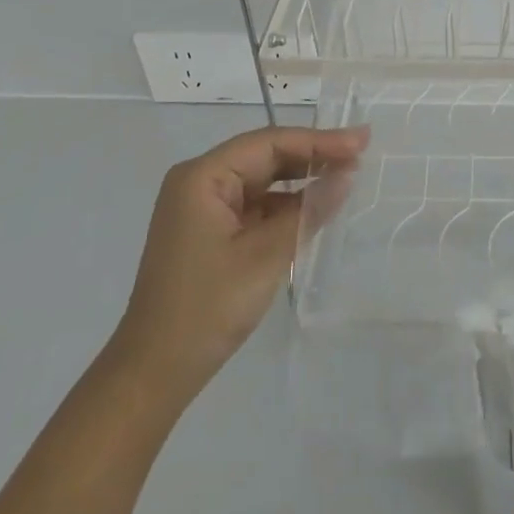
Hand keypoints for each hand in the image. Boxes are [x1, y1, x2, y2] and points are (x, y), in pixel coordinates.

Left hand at [112, 124, 368, 400]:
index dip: (319, 140)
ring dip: (301, 178)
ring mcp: (202, 206)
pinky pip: (254, 203)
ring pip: (262, 178)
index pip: (270, 143)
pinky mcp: (209, 230)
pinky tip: (315, 206)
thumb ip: (308, 211)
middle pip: (265, 155)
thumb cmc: (207, 308)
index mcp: (203, 176)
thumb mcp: (265, 256)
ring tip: (346, 174)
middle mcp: (199, 181)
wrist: (152, 373)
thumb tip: (347, 174)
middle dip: (313, 154)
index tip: (361, 141)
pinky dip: (285, 204)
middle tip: (361, 151)